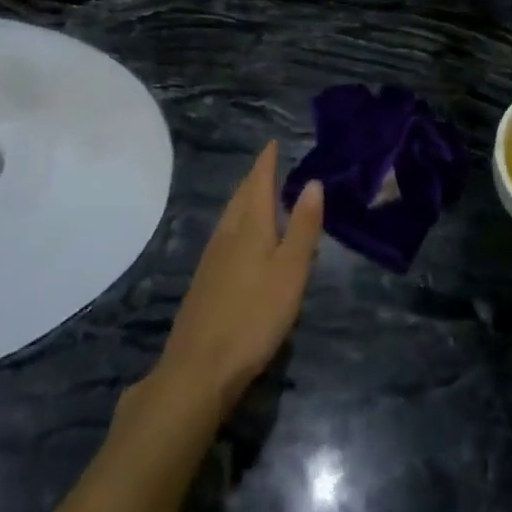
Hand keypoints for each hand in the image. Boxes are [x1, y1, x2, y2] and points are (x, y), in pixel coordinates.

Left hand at [157, 143, 323, 416]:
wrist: (198, 369)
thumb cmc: (254, 316)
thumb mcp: (290, 272)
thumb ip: (303, 227)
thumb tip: (313, 181)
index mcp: (250, 225)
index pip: (259, 182)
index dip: (267, 161)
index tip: (273, 143)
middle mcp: (228, 233)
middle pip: (242, 196)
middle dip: (256, 178)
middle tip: (270, 164)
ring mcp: (212, 257)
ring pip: (231, 215)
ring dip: (245, 199)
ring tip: (258, 194)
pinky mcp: (205, 281)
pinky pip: (225, 235)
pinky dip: (238, 222)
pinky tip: (241, 239)